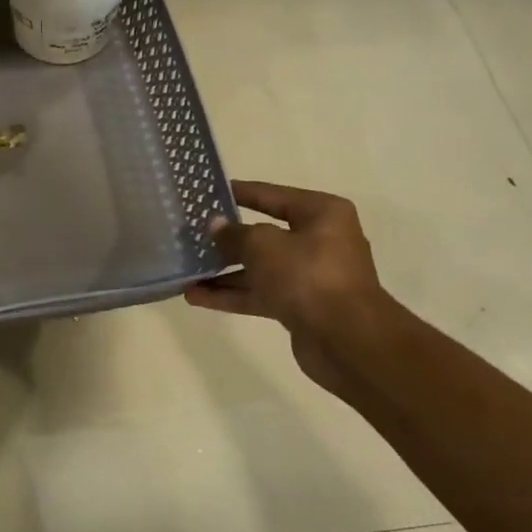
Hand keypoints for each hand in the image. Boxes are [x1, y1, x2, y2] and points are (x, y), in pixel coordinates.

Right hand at [184, 181, 387, 389]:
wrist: (346, 339)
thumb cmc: (307, 276)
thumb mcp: (263, 245)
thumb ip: (234, 234)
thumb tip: (216, 225)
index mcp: (321, 214)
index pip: (273, 196)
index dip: (240, 193)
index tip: (209, 192)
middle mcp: (319, 241)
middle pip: (264, 235)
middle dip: (227, 240)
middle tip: (191, 236)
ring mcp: (310, 276)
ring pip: (259, 268)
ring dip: (223, 272)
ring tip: (186, 271)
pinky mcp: (300, 306)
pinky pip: (260, 294)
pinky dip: (231, 295)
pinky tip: (196, 297)